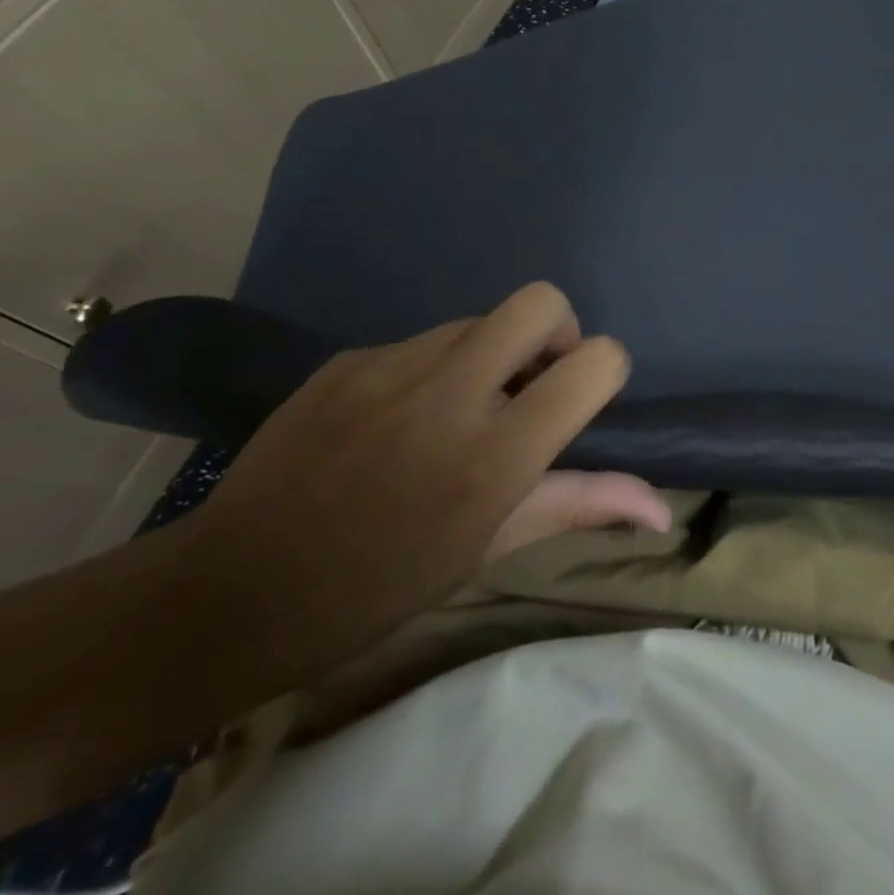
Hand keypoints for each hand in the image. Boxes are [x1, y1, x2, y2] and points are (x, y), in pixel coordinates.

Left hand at [183, 283, 668, 681]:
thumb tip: (663, 511)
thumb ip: (581, 507)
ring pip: (480, 319)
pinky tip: (395, 422)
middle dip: (556, 331)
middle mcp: (450, 393)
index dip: (603, 369)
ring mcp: (392, 366)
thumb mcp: (489, 549)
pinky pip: (422, 341)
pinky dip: (433, 368)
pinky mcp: (349, 358)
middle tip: (531, 384)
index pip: (595, 361)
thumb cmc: (378, 587)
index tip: (578, 402)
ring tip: (454, 413)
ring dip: (490, 353)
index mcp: (495, 454)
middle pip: (541, 301)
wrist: (230, 593)